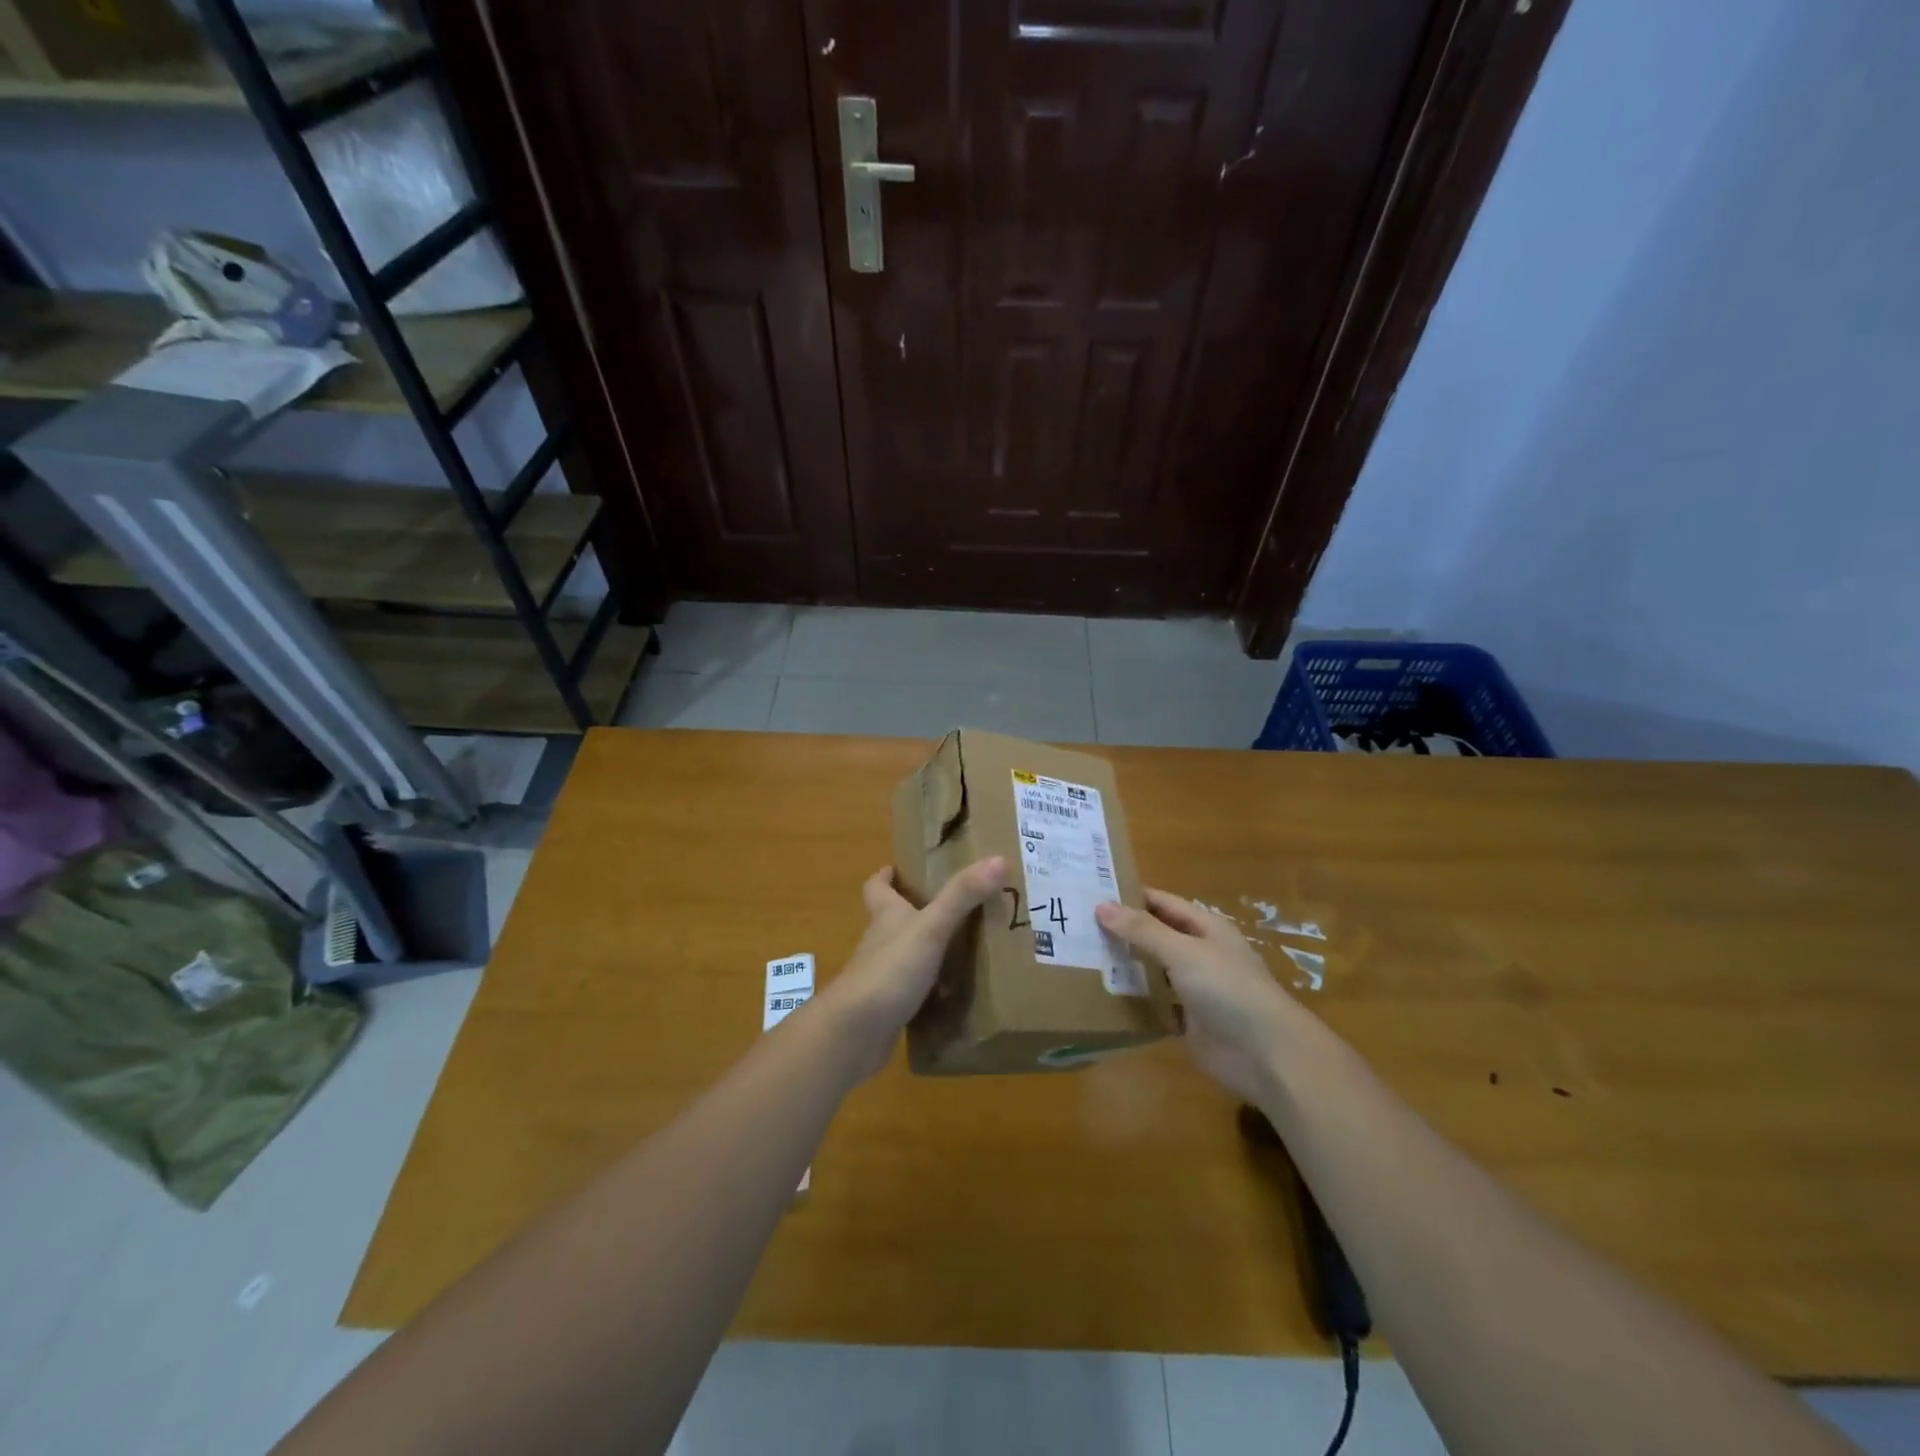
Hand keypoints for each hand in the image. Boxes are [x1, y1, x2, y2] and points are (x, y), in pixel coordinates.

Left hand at [820, 857, 1008, 1078]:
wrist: (855, 1033)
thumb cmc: (890, 970)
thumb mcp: (931, 927)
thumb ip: (962, 895)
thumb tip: (998, 858)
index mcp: (886, 916)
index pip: (877, 887)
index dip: (886, 876)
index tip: (899, 868)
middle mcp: (880, 942)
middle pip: (893, 920)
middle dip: (917, 912)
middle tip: (956, 907)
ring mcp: (883, 977)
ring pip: (906, 956)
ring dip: (929, 952)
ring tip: (967, 950)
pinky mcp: (889, 1009)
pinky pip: (915, 993)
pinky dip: (932, 991)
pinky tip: (956, 996)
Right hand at [1096, 888, 1308, 1103]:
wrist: (1266, 1054)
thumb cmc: (1227, 989)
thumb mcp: (1183, 952)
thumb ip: (1143, 930)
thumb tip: (1101, 905)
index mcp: (1205, 928)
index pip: (1161, 902)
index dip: (1130, 896)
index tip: (1090, 891)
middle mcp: (1199, 953)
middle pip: (1155, 935)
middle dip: (1122, 931)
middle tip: (1077, 925)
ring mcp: (1194, 988)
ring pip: (1153, 969)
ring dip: (1126, 965)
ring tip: (1081, 957)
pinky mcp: (1188, 1020)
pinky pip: (1155, 1003)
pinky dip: (1134, 999)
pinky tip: (1103, 995)